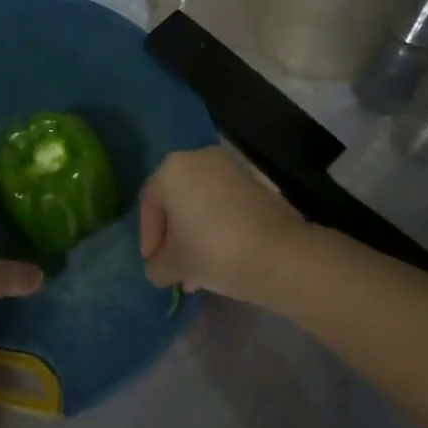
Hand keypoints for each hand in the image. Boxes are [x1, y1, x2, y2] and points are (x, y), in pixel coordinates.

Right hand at [139, 147, 306, 304]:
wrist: (279, 254)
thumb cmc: (212, 252)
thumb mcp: (174, 265)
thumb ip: (156, 265)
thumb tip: (158, 268)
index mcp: (171, 170)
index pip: (149, 204)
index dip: (148, 238)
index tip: (154, 264)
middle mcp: (198, 159)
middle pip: (176, 200)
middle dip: (173, 235)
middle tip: (175, 265)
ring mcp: (229, 168)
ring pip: (201, 202)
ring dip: (195, 232)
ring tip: (198, 269)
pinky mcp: (254, 181)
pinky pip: (224, 203)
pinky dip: (216, 224)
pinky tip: (220, 255)